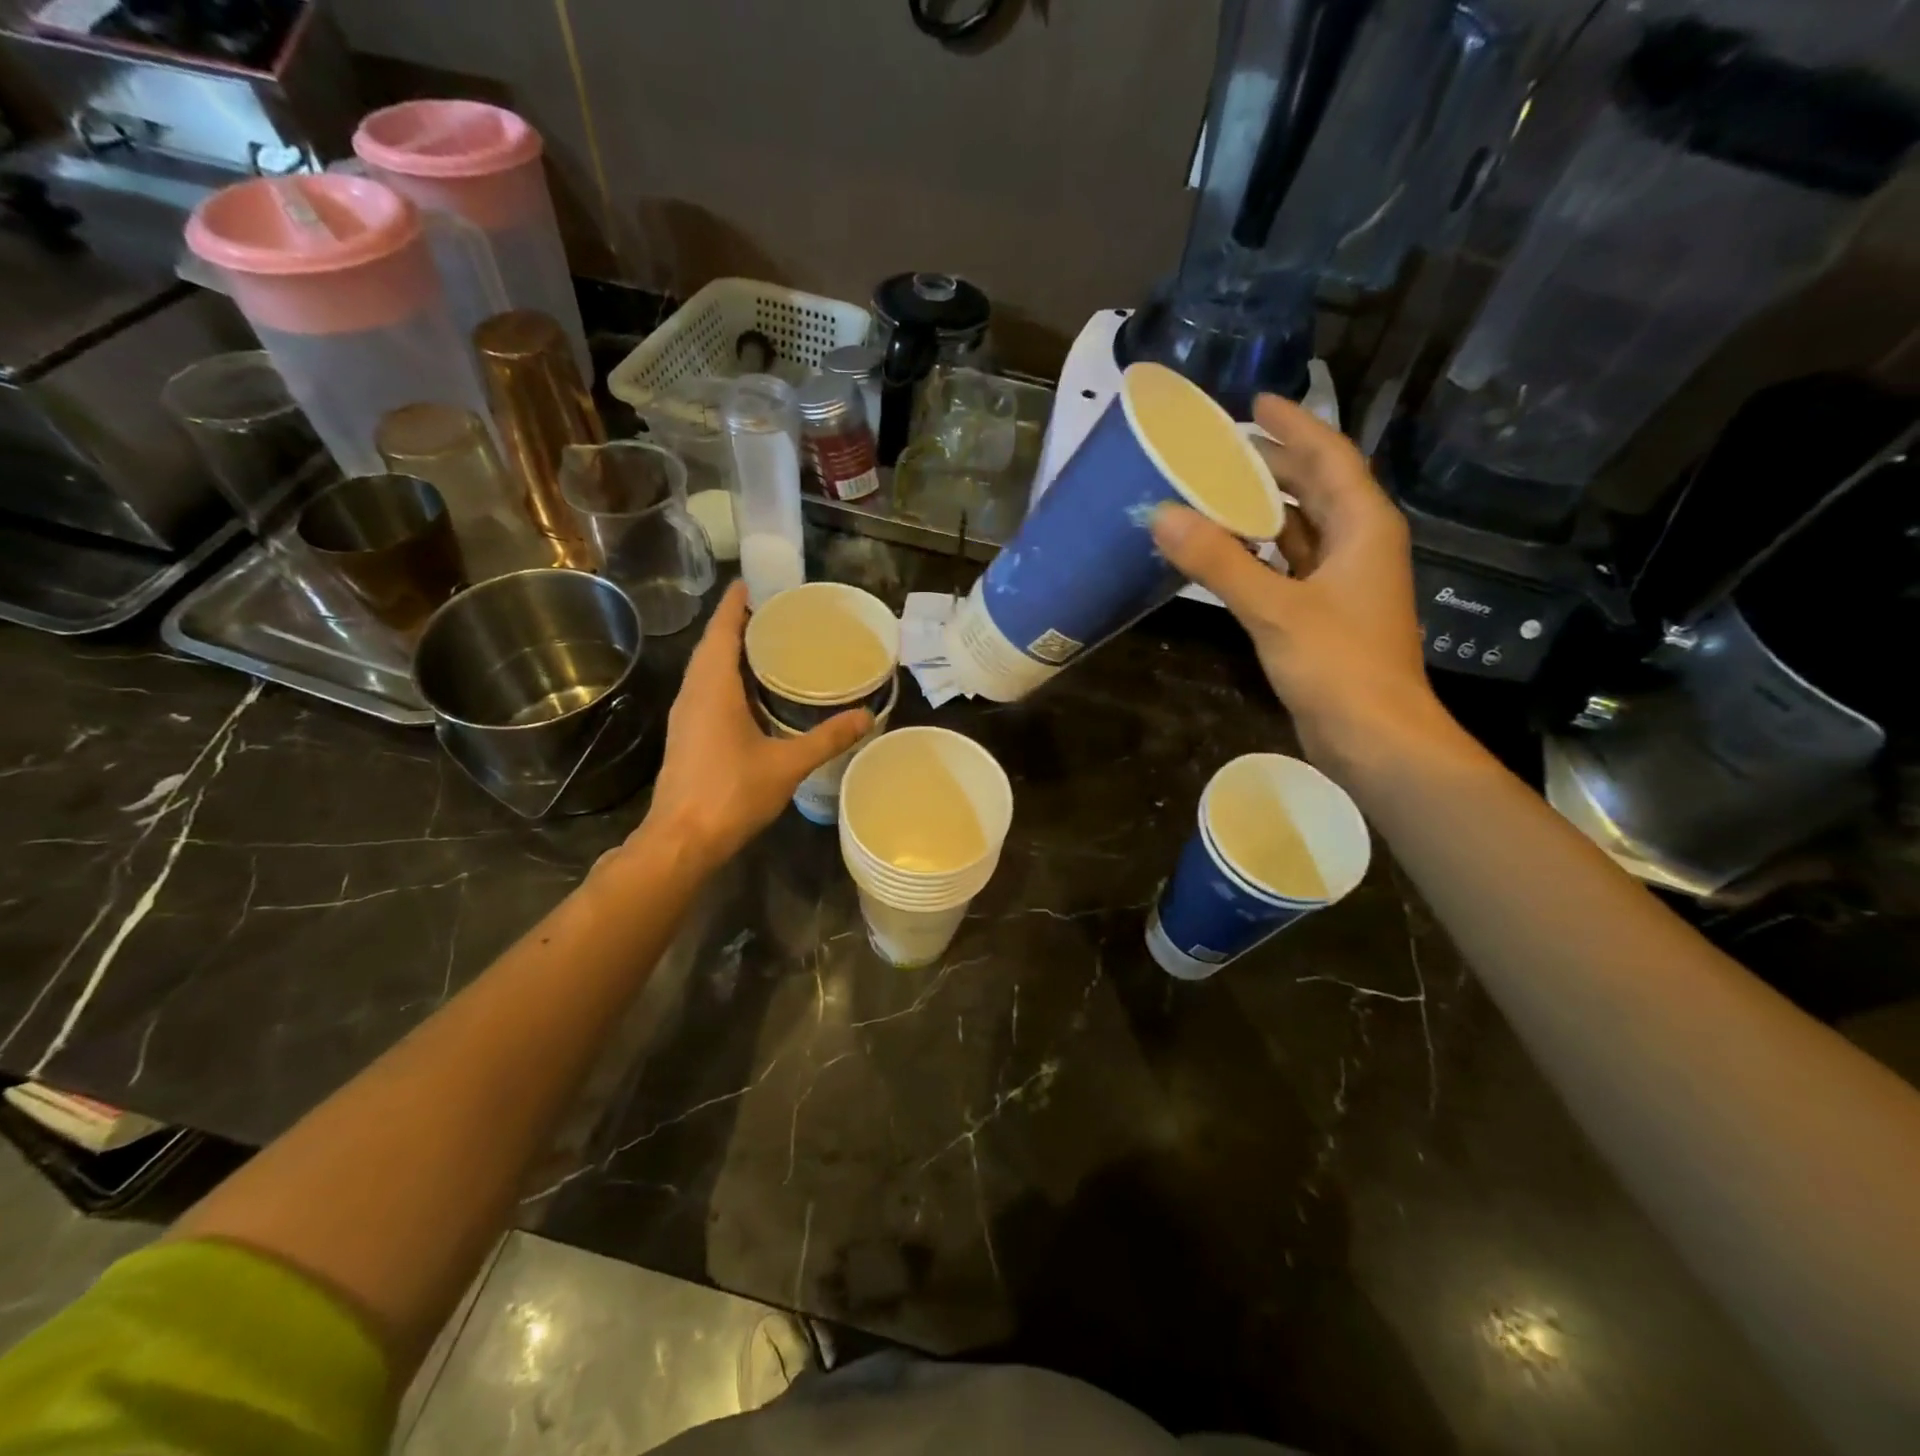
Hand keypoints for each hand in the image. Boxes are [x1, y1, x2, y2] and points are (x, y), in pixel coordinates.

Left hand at [640, 582, 871, 870]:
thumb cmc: (731, 793)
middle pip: (713, 645)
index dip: (736, 604)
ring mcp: (686, 715)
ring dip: (731, 651)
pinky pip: (707, 690)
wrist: (682, 839)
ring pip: (707, 669)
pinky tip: (753, 691)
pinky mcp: (687, 735)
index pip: (722, 631)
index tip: (754, 582)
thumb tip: (866, 717)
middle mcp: (694, 693)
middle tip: (775, 612)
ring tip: (768, 644)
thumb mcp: (786, 764)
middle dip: (738, 624)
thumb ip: (827, 739)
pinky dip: (727, 678)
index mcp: (713, 688)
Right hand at [1151, 394, 1445, 772]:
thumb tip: (1162, 516)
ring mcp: (1342, 583)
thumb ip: (1219, 562)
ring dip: (1261, 512)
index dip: (1294, 426)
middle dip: (1273, 466)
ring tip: (1213, 493)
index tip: (1256, 403)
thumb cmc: (1338, 665)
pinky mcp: (1324, 615)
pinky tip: (1225, 553)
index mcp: (1363, 527)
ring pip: (1300, 530)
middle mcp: (1358, 546)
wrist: (1375, 738)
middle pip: (1316, 489)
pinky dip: (1258, 555)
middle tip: (1221, 449)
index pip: (1329, 458)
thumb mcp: (1275, 609)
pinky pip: (1288, 567)